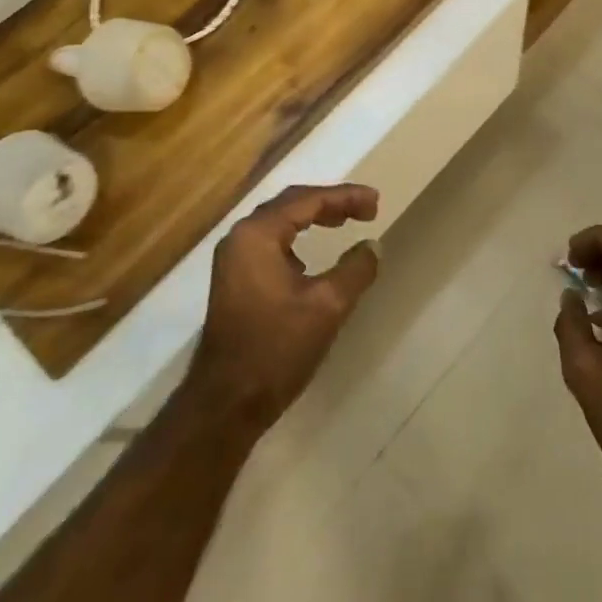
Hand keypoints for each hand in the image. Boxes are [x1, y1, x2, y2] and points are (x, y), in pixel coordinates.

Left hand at [186, 183, 381, 432]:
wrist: (225, 405)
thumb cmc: (276, 349)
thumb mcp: (327, 306)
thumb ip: (355, 269)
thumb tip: (373, 245)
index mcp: (258, 235)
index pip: (307, 200)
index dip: (345, 197)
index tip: (376, 201)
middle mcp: (240, 238)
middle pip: (291, 204)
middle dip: (330, 202)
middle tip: (365, 208)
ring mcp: (234, 260)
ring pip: (279, 222)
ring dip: (313, 217)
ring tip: (345, 221)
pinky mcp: (235, 280)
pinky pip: (271, 242)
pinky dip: (297, 237)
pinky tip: (313, 254)